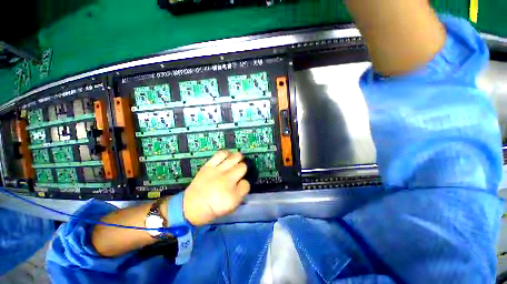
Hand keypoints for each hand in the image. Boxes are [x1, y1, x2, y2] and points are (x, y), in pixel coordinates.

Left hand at [182, 151, 249, 225]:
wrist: (192, 206)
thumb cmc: (214, 208)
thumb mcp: (231, 206)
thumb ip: (240, 193)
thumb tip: (243, 181)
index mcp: (233, 193)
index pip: (247, 183)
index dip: (245, 182)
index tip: (241, 183)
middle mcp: (228, 178)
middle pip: (243, 167)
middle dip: (244, 167)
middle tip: (241, 169)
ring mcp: (218, 170)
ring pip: (234, 158)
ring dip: (238, 158)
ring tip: (237, 159)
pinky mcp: (209, 165)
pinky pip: (221, 154)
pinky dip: (227, 153)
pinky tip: (228, 155)